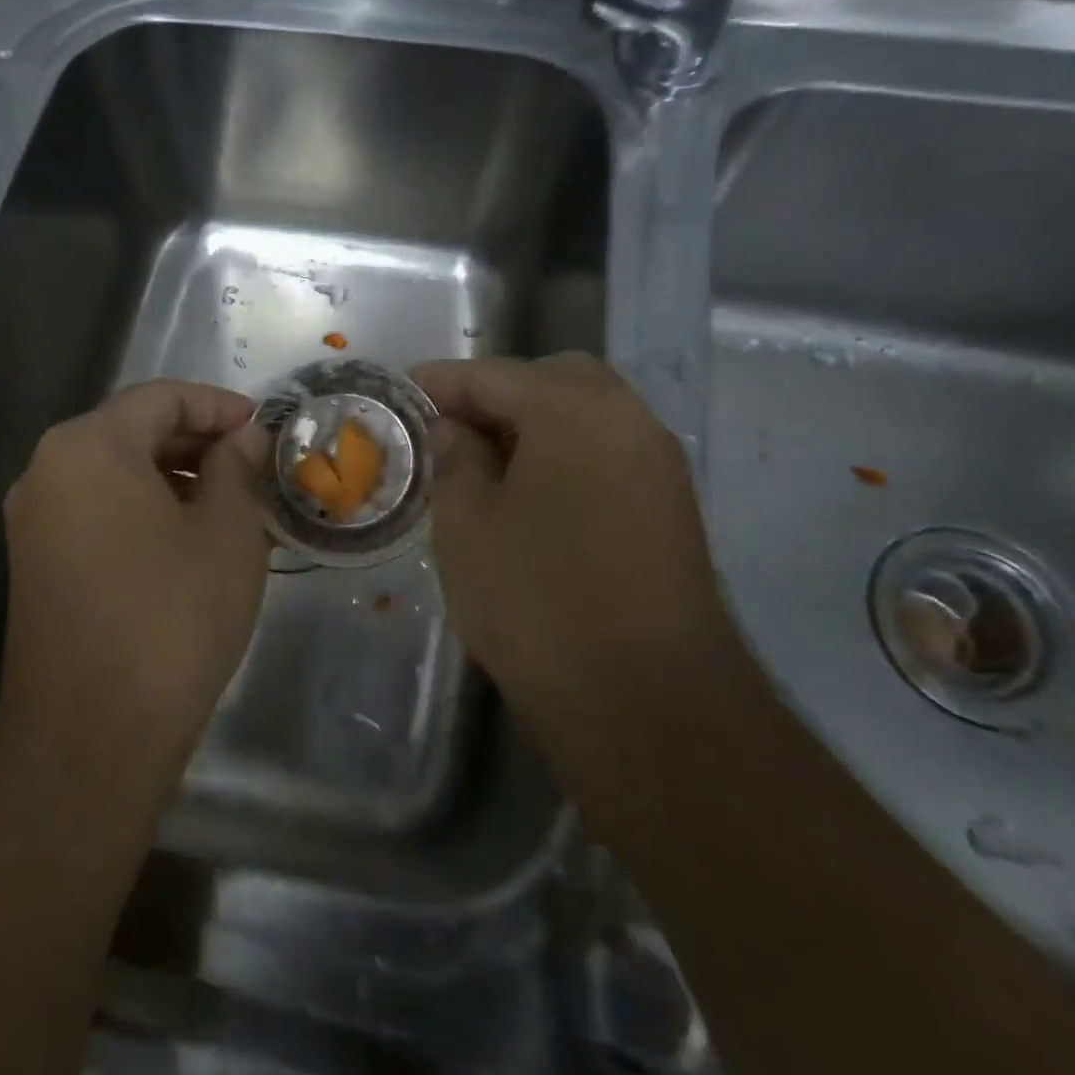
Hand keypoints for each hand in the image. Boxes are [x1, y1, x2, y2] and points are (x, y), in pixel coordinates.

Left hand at [0, 380, 269, 779]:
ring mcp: (34, 518)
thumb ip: (238, 467)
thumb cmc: (172, 616)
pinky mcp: (36, 561)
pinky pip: (97, 509)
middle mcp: (47, 469)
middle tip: (255, 466)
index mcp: (89, 446)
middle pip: (133, 429)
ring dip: (175, 476)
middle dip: (198, 441)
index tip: (266, 430)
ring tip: (231, 503)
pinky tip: (189, 537)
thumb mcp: (228, 532)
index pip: (162, 397)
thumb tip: (245, 437)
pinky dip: (145, 508)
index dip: (220, 406)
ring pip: (115, 472)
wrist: (92, 733)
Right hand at [411, 353, 733, 737]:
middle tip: (450, 427)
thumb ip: (455, 459)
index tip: (404, 393)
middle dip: (496, 394)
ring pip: (586, 416)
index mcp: (574, 408)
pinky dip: (564, 455)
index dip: (442, 382)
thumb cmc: (536, 599)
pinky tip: (529, 494)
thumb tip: (455, 430)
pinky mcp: (670, 509)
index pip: (495, 374)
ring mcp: (658, 465)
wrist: (645, 701)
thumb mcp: (466, 523)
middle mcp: (628, 420)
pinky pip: (607, 455)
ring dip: (534, 424)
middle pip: (553, 380)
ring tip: (483, 461)